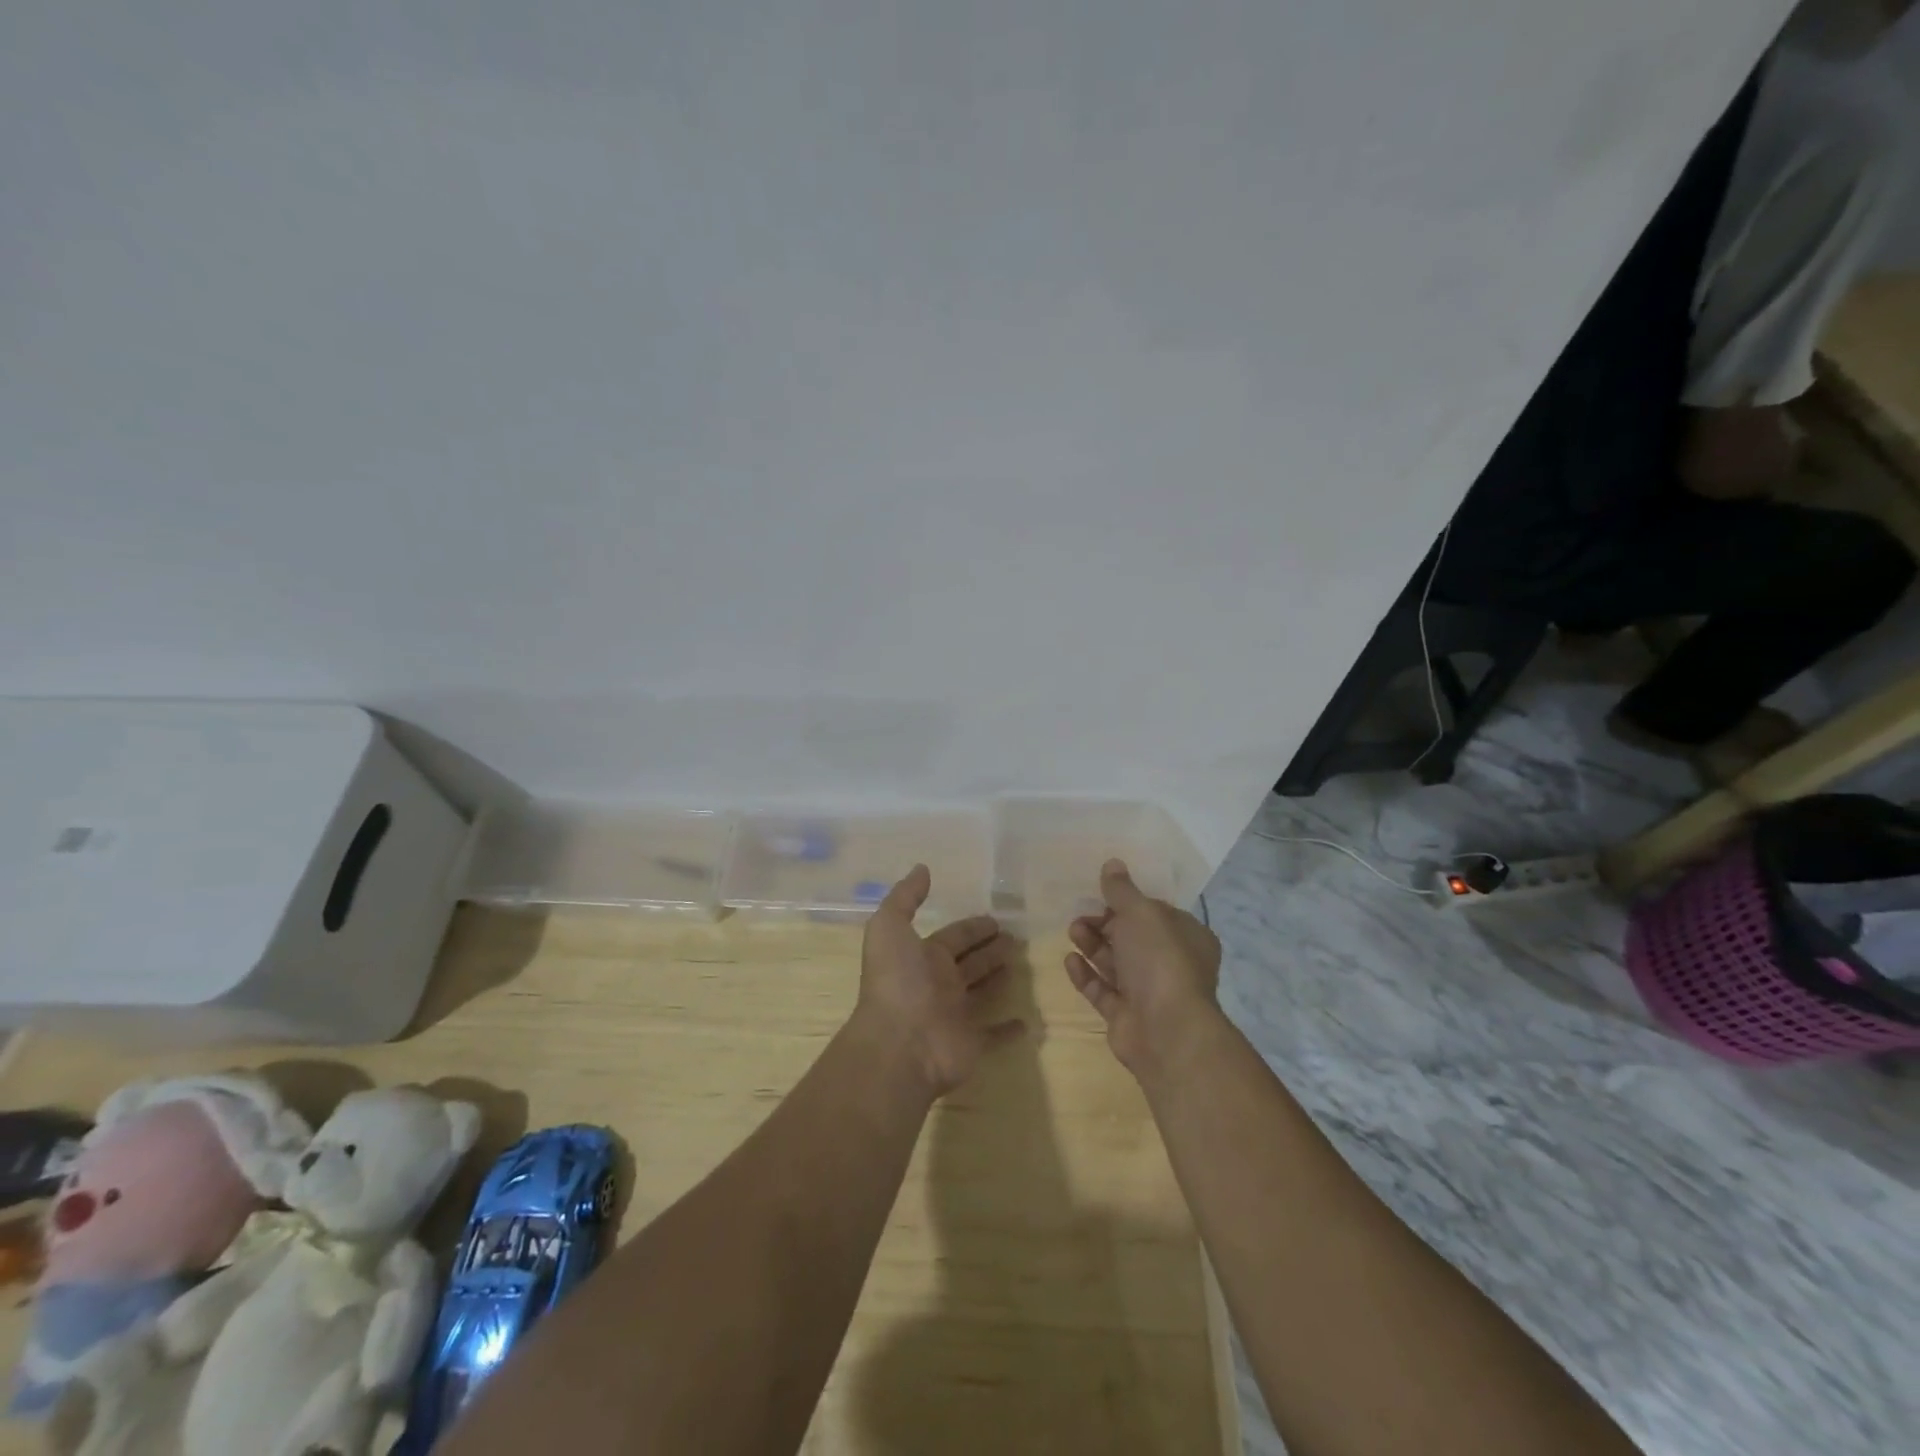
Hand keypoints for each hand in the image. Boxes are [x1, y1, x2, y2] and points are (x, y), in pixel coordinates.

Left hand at [854, 865, 1024, 1098]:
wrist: (899, 1045)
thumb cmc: (897, 981)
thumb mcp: (889, 927)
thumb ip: (905, 897)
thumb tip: (921, 868)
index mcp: (922, 957)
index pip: (953, 936)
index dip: (973, 927)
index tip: (996, 919)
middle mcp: (938, 984)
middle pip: (970, 962)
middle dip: (989, 948)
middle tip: (1017, 937)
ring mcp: (955, 1015)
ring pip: (982, 992)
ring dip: (998, 978)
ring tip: (1023, 964)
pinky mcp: (972, 1044)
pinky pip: (993, 1035)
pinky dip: (1008, 1029)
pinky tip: (1026, 1021)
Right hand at [1065, 859, 1223, 1079]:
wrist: (1165, 1030)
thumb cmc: (1161, 960)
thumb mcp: (1141, 913)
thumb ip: (1122, 890)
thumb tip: (1112, 863)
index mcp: (1187, 936)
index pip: (1156, 912)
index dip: (1129, 901)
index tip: (1102, 891)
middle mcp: (1171, 964)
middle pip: (1132, 937)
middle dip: (1105, 922)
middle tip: (1080, 912)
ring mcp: (1149, 993)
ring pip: (1116, 963)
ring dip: (1093, 944)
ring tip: (1072, 930)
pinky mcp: (1126, 1016)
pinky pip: (1103, 990)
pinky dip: (1086, 974)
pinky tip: (1069, 959)